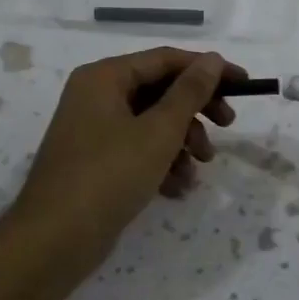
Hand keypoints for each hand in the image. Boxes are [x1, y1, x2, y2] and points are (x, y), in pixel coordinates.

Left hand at [0, 47, 240, 290]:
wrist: (54, 241)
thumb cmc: (109, 175)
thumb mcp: (158, 131)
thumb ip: (189, 93)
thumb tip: (212, 59)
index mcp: (105, 77)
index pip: (166, 60)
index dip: (208, 69)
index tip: (244, 84)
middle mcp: (96, 96)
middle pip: (160, 91)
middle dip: (196, 111)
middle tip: (228, 126)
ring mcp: (94, 131)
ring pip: (152, 123)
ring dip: (182, 142)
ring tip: (200, 168)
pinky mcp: (96, 162)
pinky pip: (138, 150)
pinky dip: (162, 163)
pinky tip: (179, 188)